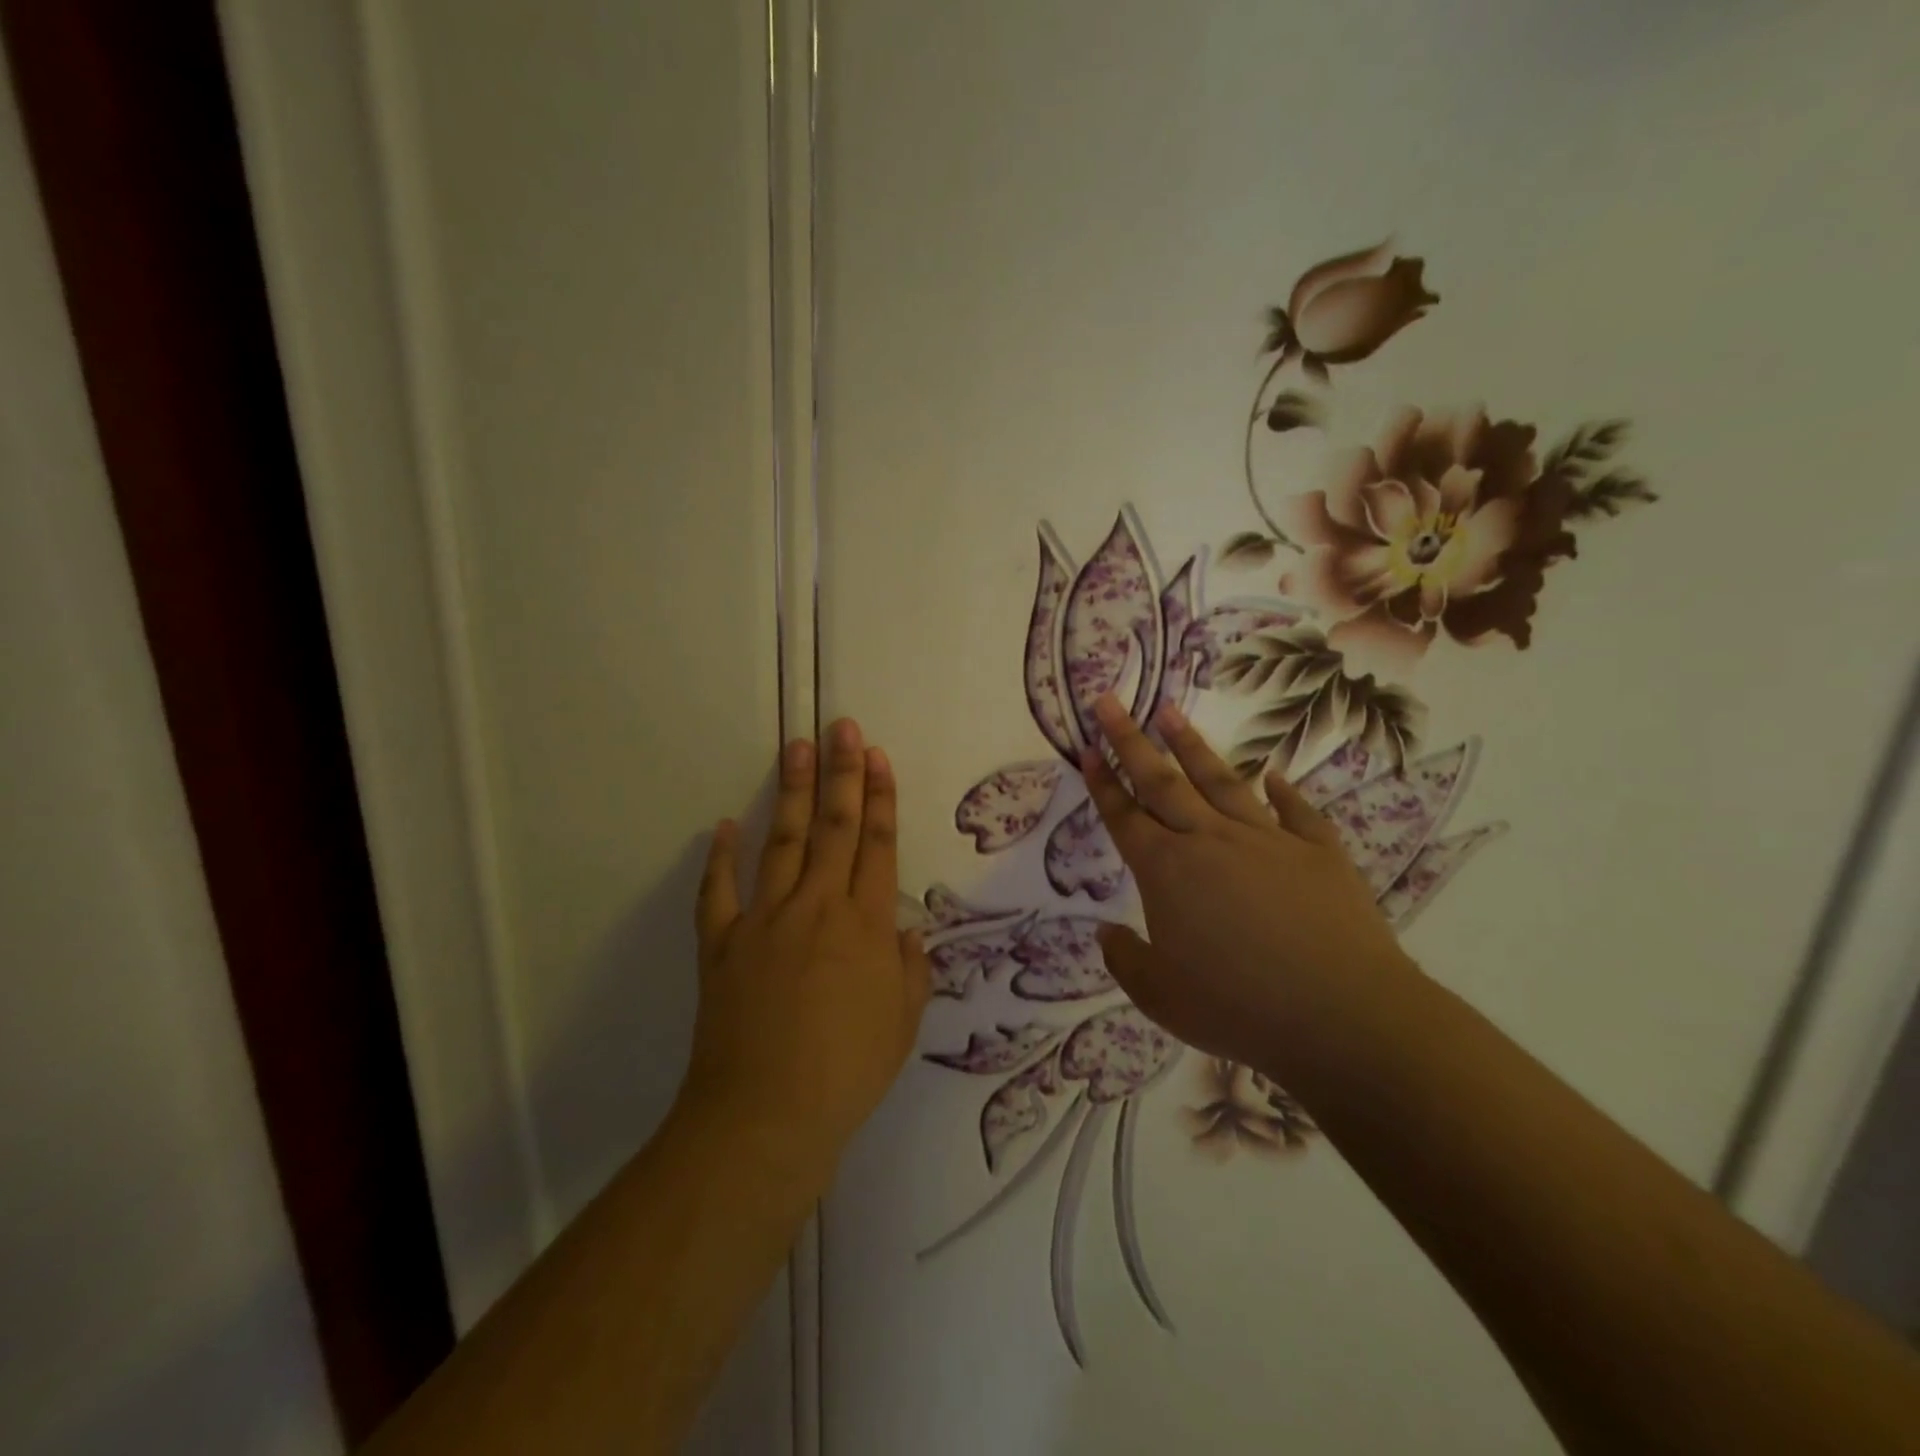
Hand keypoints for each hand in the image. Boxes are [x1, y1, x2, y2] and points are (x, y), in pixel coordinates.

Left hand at [684, 719, 931, 1191]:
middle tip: (842, 726)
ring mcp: (764, 920)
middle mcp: (817, 907)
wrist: (765, 1116)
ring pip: (783, 842)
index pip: (877, 845)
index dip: (880, 798)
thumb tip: (901, 930)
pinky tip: (724, 825)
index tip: (878, 757)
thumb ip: (908, 968)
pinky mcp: (721, 944)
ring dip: (793, 792)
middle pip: (834, 827)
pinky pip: (718, 891)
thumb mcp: (903, 1023)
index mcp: (866, 925)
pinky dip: (719, 857)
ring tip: (798, 747)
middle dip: (842, 773)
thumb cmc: (847, 1073)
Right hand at [1081, 693, 1413, 1071]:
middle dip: (1131, 739)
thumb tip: (1106, 932)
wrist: (1342, 1015)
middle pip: (1162, 781)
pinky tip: (1273, 773)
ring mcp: (1267, 840)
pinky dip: (1282, 790)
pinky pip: (1295, 811)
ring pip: (1220, 781)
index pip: (1124, 816)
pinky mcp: (1317, 852)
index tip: (1087, 746)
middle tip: (1110, 701)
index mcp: (1167, 872)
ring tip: (1171, 711)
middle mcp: (1210, 842)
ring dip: (1192, 746)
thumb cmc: (1238, 1009)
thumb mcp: (1161, 998)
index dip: (1102, 781)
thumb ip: (1125, 960)